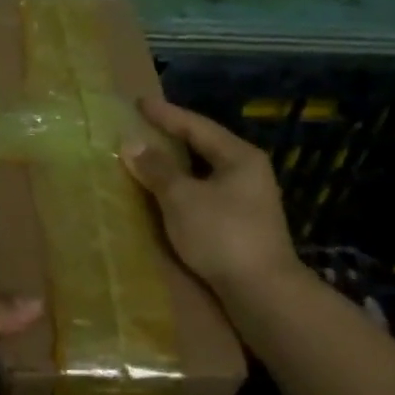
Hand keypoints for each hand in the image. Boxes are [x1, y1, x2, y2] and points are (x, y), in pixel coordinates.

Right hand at [122, 96, 301, 296]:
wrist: (262, 291)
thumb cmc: (222, 234)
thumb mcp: (182, 197)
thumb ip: (157, 169)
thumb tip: (132, 143)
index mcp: (239, 157)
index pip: (197, 126)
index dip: (166, 114)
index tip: (140, 103)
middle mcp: (248, 172)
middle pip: (204, 146)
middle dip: (173, 137)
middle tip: (143, 127)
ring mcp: (248, 200)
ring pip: (205, 172)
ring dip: (176, 166)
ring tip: (149, 159)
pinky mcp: (242, 225)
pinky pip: (206, 194)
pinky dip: (183, 189)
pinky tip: (166, 196)